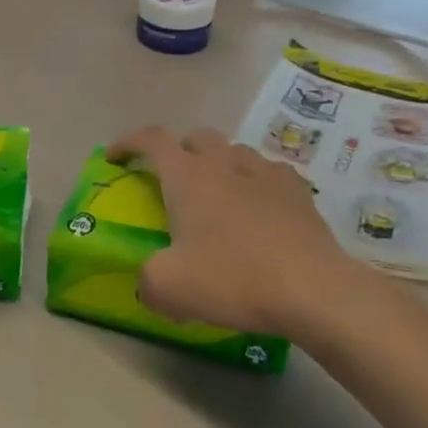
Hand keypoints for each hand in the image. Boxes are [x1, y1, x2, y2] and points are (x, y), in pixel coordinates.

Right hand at [107, 125, 398, 343]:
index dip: (128, 142)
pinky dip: (256, 184)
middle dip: (178, 152)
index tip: (115, 158)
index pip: (151, 139)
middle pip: (196, 138)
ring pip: (235, 152)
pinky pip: (270, 174)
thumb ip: (147, 280)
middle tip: (172, 183)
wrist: (313, 289)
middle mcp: (225, 164)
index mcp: (188, 177)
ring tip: (218, 197)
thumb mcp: (169, 288)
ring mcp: (266, 173)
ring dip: (219, 165)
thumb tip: (151, 281)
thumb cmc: (233, 279)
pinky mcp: (299, 192)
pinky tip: (259, 210)